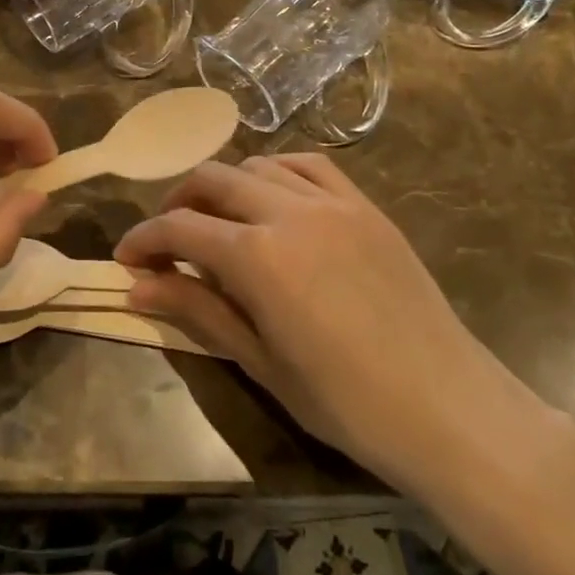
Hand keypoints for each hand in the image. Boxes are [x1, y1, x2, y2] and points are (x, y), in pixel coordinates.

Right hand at [116, 155, 541, 490]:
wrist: (448, 408)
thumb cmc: (346, 403)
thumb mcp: (260, 361)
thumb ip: (197, 311)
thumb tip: (135, 288)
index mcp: (258, 257)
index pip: (180, 228)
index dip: (145, 239)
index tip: (126, 259)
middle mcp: (289, 212)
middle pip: (212, 181)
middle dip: (177, 203)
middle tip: (166, 240)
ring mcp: (333, 203)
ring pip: (258, 166)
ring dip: (225, 186)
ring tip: (219, 221)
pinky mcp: (365, 206)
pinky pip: (310, 166)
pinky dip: (277, 174)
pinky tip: (273, 200)